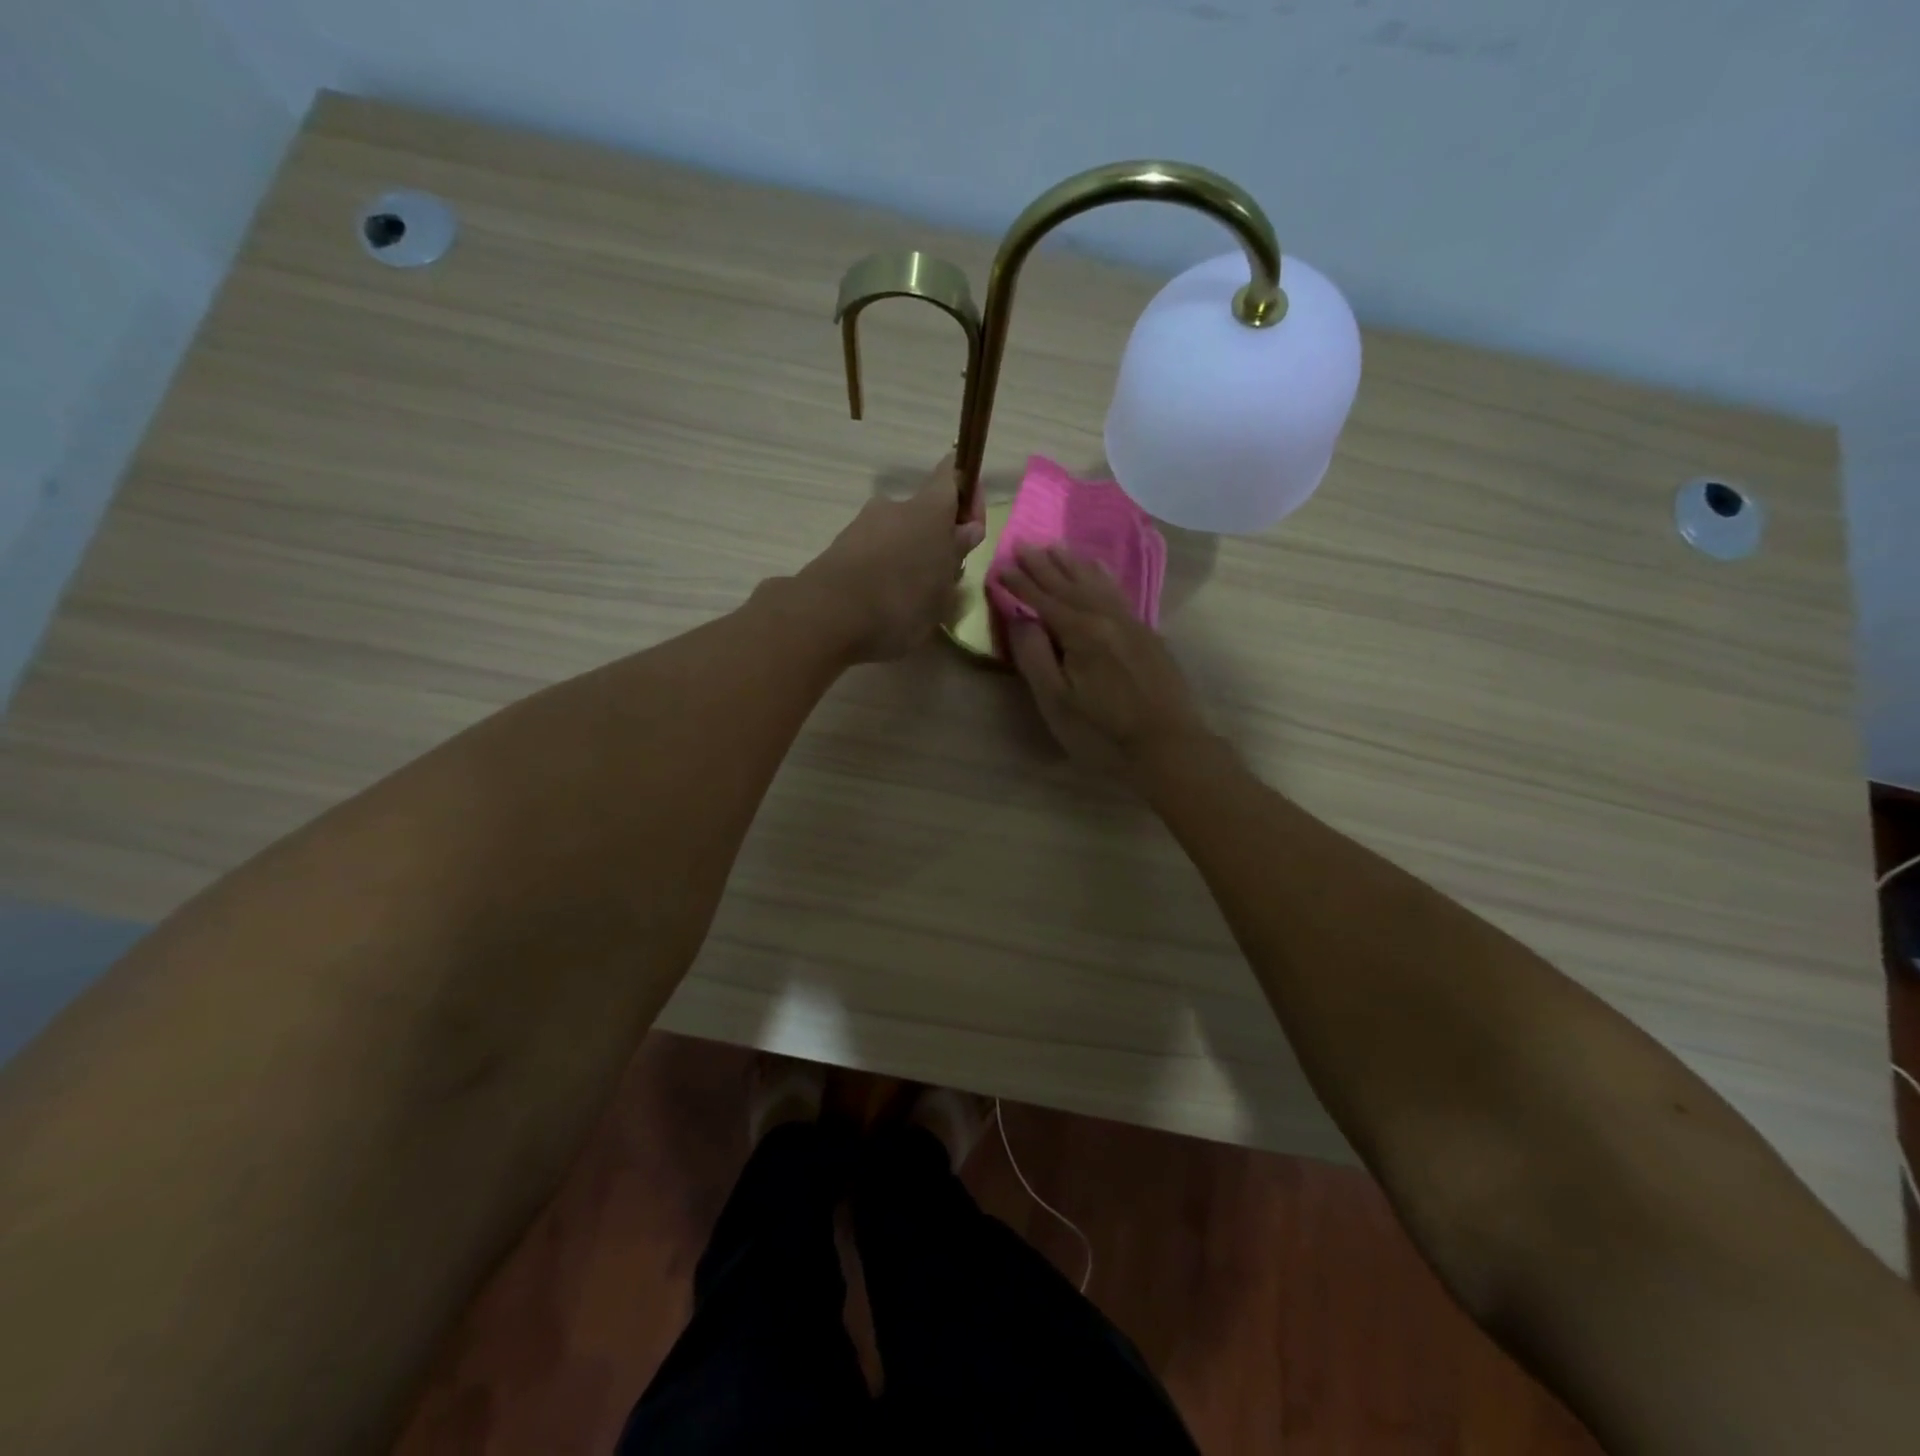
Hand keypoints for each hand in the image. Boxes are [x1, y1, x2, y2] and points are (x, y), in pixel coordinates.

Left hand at [795, 456, 985, 662]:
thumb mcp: (943, 588)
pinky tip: (883, 604)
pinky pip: (872, 554)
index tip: (972, 525)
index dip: (967, 492)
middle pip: (923, 512)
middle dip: (935, 539)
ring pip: (896, 535)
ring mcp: (861, 525)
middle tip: (941, 578)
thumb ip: (955, 555)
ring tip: (911, 599)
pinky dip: (882, 571)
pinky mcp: (838, 548)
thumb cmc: (900, 602)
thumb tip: (967, 529)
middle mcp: (893, 506)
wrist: (827, 617)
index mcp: (928, 509)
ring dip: (908, 557)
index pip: (953, 476)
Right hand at [994, 546, 1210, 779]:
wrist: (1169, 747)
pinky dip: (1103, 577)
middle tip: (1024, 544)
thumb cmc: (1103, 733)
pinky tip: (1099, 571)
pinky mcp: (1148, 635)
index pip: (1043, 600)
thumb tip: (1022, 619)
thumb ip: (1035, 657)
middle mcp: (1107, 618)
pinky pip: (1118, 593)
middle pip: (1070, 585)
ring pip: (1097, 584)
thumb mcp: (1057, 702)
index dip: (1020, 584)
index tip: (1001, 567)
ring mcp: (1132, 624)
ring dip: (1073, 565)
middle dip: (1044, 566)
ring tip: (1056, 547)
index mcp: (1081, 633)